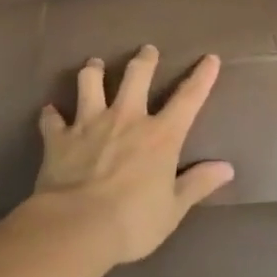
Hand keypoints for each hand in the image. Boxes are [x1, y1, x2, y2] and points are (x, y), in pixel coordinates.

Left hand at [26, 46, 234, 265]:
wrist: (77, 227)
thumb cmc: (133, 221)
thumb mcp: (173, 209)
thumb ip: (198, 184)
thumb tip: (226, 168)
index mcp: (160, 136)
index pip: (188, 99)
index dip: (201, 77)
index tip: (210, 58)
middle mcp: (126, 119)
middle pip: (136, 76)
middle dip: (144, 60)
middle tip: (147, 50)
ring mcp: (89, 124)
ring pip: (90, 83)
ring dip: (93, 71)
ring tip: (94, 64)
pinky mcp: (59, 138)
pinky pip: (52, 119)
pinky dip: (51, 115)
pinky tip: (50, 111)